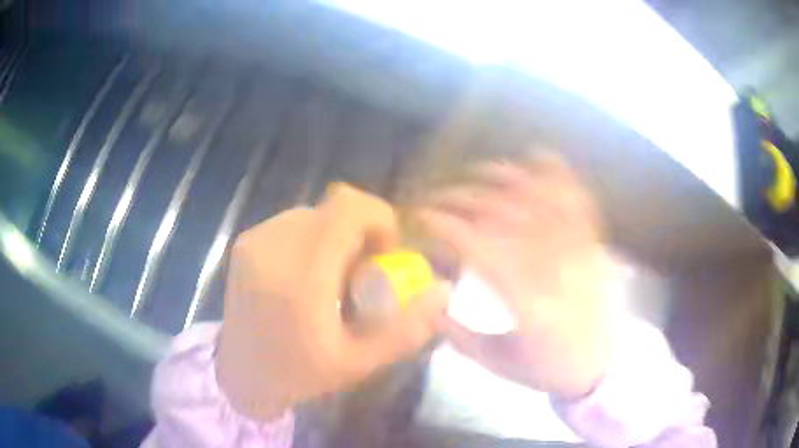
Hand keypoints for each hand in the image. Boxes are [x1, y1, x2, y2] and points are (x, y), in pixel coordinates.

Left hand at [217, 184, 449, 420]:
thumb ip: (406, 329)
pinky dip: (311, 238)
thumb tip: (444, 290)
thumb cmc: (299, 373)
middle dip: (359, 233)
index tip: (384, 253)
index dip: (378, 218)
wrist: (239, 373)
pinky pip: (292, 223)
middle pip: (334, 208)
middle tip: (361, 273)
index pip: (347, 208)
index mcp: (300, 276)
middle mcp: (273, 246)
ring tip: (333, 277)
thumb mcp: (359, 363)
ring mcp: (254, 240)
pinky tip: (307, 275)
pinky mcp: (244, 242)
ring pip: (314, 213)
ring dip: (335, 236)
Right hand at [420, 154, 615, 398]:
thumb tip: (427, 298)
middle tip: (439, 196)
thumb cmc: (545, 370)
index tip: (423, 217)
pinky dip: (559, 174)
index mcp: (529, 306)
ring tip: (477, 171)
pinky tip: (539, 155)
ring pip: (542, 200)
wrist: (599, 367)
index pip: (482, 251)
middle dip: (464, 199)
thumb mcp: (494, 362)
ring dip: (505, 178)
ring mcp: (581, 253)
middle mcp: (557, 272)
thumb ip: (456, 332)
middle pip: (508, 218)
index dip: (448, 227)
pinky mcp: (595, 246)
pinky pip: (579, 201)